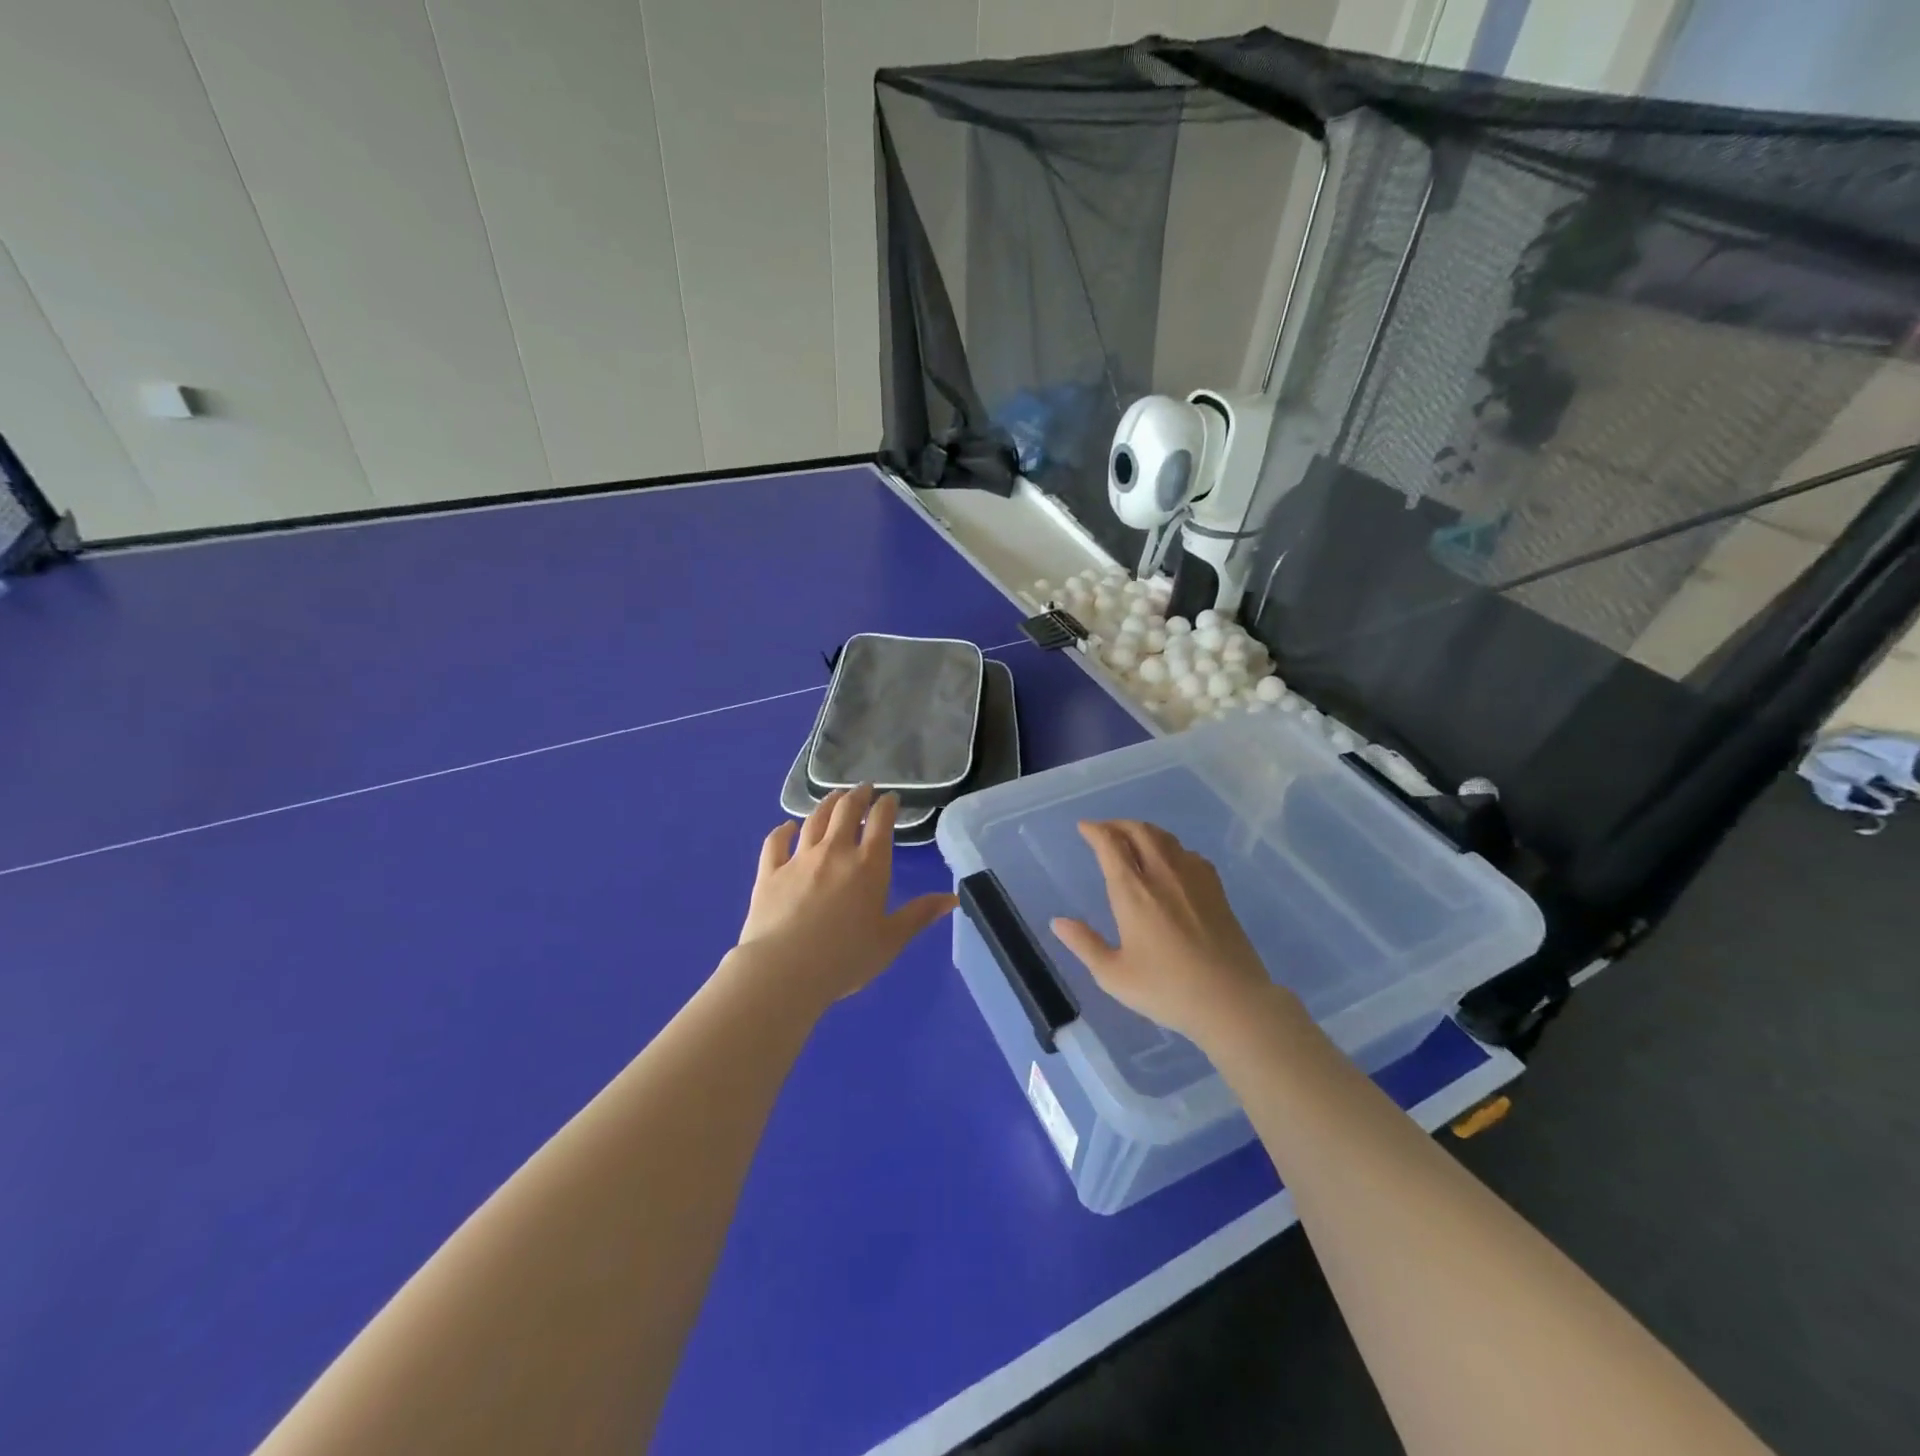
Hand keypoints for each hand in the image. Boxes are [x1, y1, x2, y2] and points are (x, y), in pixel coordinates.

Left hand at [734, 785, 957, 1008]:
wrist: (784, 970)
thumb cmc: (846, 958)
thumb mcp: (891, 940)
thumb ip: (919, 915)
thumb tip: (952, 898)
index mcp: (869, 865)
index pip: (881, 822)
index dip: (887, 805)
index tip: (890, 798)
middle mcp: (835, 852)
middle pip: (846, 811)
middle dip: (857, 796)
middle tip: (863, 789)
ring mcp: (799, 859)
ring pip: (814, 820)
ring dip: (826, 805)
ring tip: (834, 798)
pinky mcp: (770, 872)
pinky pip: (776, 842)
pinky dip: (783, 830)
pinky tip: (787, 826)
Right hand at [1051, 819, 1285, 1043]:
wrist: (1232, 1001)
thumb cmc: (1167, 990)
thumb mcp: (1114, 975)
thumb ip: (1084, 944)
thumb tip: (1058, 922)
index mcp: (1133, 892)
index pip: (1110, 845)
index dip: (1095, 830)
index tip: (1083, 827)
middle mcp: (1162, 874)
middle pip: (1139, 831)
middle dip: (1118, 824)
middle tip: (1104, 830)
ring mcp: (1193, 878)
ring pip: (1165, 838)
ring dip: (1144, 831)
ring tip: (1133, 839)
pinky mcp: (1216, 889)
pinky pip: (1189, 853)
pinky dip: (1171, 848)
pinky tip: (1171, 862)